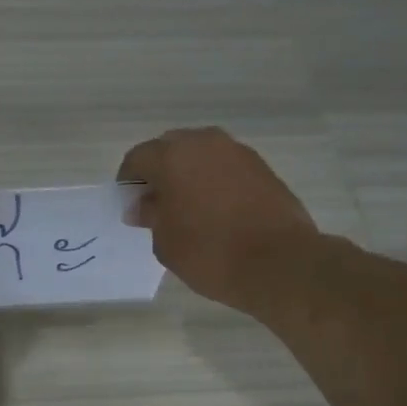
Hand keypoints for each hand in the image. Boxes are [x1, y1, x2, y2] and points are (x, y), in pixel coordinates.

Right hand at [117, 127, 319, 314]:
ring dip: (188, 175)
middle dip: (158, 173)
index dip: (128, 182)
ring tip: (186, 209)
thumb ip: (151, 216)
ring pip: (201, 156)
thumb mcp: (165, 242)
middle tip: (155, 206)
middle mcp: (205, 143)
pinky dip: (213, 182)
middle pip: (170, 149)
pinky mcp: (262, 168)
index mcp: (173, 156)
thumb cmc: (209, 253)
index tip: (129, 206)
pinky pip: (225, 168)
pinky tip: (214, 212)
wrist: (278, 262)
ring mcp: (238, 152)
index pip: (137, 158)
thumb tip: (143, 205)